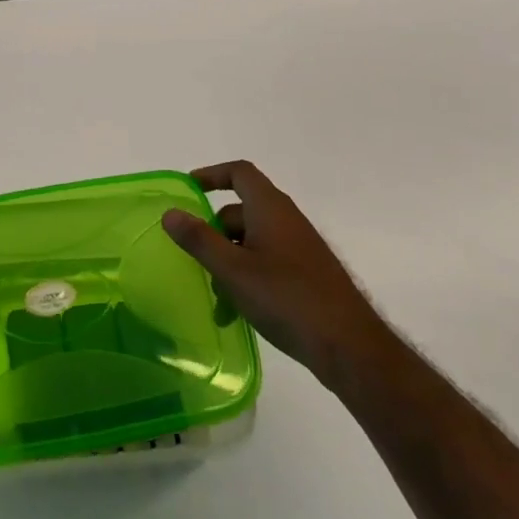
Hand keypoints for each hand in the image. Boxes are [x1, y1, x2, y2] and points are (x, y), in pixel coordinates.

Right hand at [162, 161, 373, 381]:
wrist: (349, 346)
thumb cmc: (286, 298)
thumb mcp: (233, 269)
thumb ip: (199, 239)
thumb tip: (170, 212)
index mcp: (270, 208)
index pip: (239, 173)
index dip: (212, 175)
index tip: (188, 190)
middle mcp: (286, 220)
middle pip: (241, 211)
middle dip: (214, 233)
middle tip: (195, 259)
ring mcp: (299, 248)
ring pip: (252, 242)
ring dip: (229, 262)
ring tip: (217, 299)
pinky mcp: (307, 275)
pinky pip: (267, 263)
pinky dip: (247, 278)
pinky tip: (237, 313)